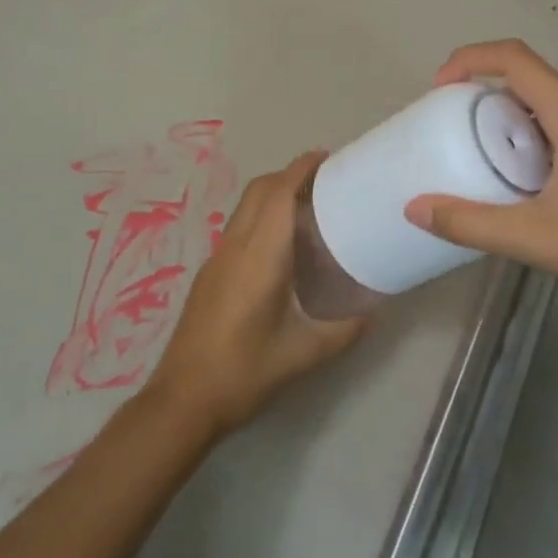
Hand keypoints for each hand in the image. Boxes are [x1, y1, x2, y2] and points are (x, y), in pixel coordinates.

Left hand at [146, 152, 364, 436]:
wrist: (183, 399)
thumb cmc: (244, 374)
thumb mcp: (303, 355)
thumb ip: (343, 330)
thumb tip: (374, 312)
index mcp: (259, 258)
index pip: (278, 195)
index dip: (301, 169)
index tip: (327, 158)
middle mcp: (235, 248)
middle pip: (259, 191)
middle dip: (289, 175)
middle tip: (325, 182)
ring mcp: (217, 259)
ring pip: (245, 207)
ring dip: (273, 194)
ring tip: (308, 208)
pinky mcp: (210, 274)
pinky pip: (239, 228)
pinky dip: (262, 216)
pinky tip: (282, 246)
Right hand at [404, 40, 557, 318]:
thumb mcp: (536, 238)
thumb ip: (471, 223)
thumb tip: (414, 209)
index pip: (514, 59)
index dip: (470, 60)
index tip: (440, 89)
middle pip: (533, 83)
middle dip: (490, 100)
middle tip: (460, 135)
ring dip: (520, 124)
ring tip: (495, 164)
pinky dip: (547, 140)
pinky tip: (543, 187)